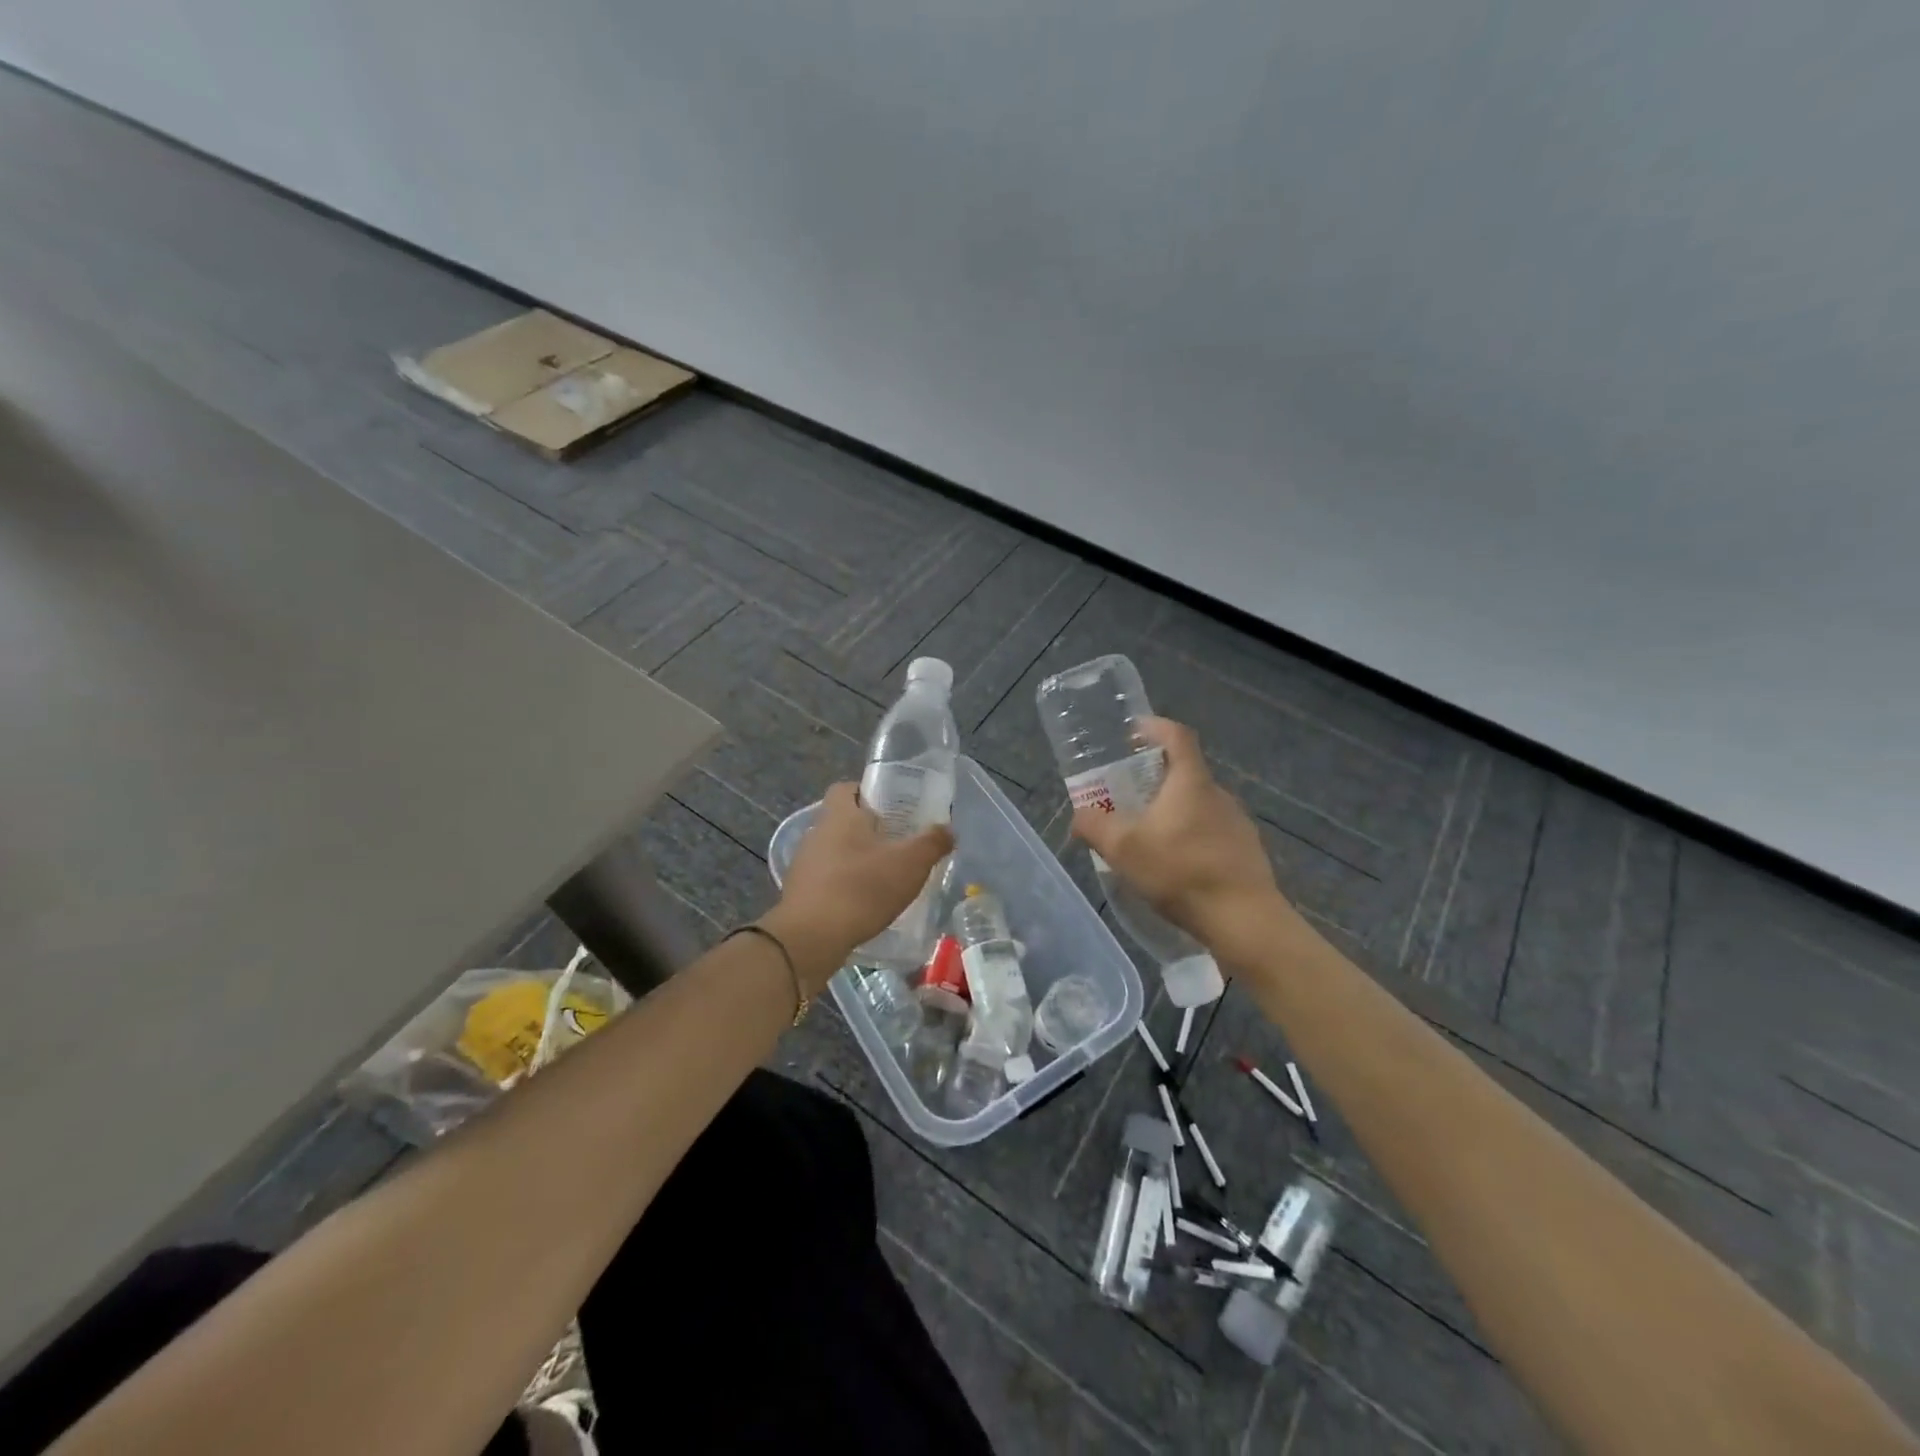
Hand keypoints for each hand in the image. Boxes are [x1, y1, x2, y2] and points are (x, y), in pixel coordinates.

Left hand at [763, 782, 952, 991]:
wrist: (811, 937)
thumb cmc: (862, 888)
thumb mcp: (910, 864)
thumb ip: (932, 843)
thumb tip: (948, 830)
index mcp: (840, 815)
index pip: (846, 788)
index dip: (867, 792)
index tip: (890, 807)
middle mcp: (816, 833)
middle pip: (842, 820)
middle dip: (867, 830)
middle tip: (897, 843)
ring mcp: (804, 864)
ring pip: (834, 851)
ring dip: (855, 860)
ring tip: (883, 876)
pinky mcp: (800, 892)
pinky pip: (826, 879)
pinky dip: (843, 885)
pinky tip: (863, 903)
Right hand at [1070, 718, 1286, 949]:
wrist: (1244, 919)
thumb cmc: (1181, 872)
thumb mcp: (1123, 849)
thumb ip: (1094, 826)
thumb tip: (1080, 815)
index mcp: (1191, 782)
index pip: (1176, 736)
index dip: (1154, 727)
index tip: (1133, 732)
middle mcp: (1218, 794)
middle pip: (1186, 771)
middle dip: (1156, 776)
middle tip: (1128, 792)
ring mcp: (1237, 823)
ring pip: (1198, 804)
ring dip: (1174, 809)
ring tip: (1148, 833)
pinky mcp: (1246, 851)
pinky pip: (1212, 831)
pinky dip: (1190, 836)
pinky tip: (1176, 864)